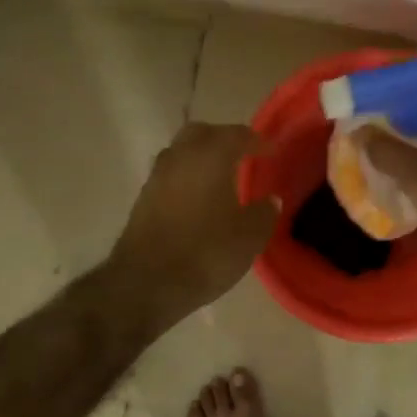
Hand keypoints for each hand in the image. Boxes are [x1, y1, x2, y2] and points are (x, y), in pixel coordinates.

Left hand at [110, 122, 277, 328]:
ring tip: (221, 177)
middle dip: (224, 139)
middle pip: (202, 133)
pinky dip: (187, 178)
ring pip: (182, 152)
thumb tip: (270, 200)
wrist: (147, 283)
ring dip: (201, 157)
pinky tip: (199, 199)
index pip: (237, 135)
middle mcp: (180, 157)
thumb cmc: (206, 253)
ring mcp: (157, 177)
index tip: (272, 151)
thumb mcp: (249, 237)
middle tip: (243, 155)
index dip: (258, 141)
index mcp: (210, 157)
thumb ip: (264, 213)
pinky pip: (171, 175)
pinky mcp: (144, 199)